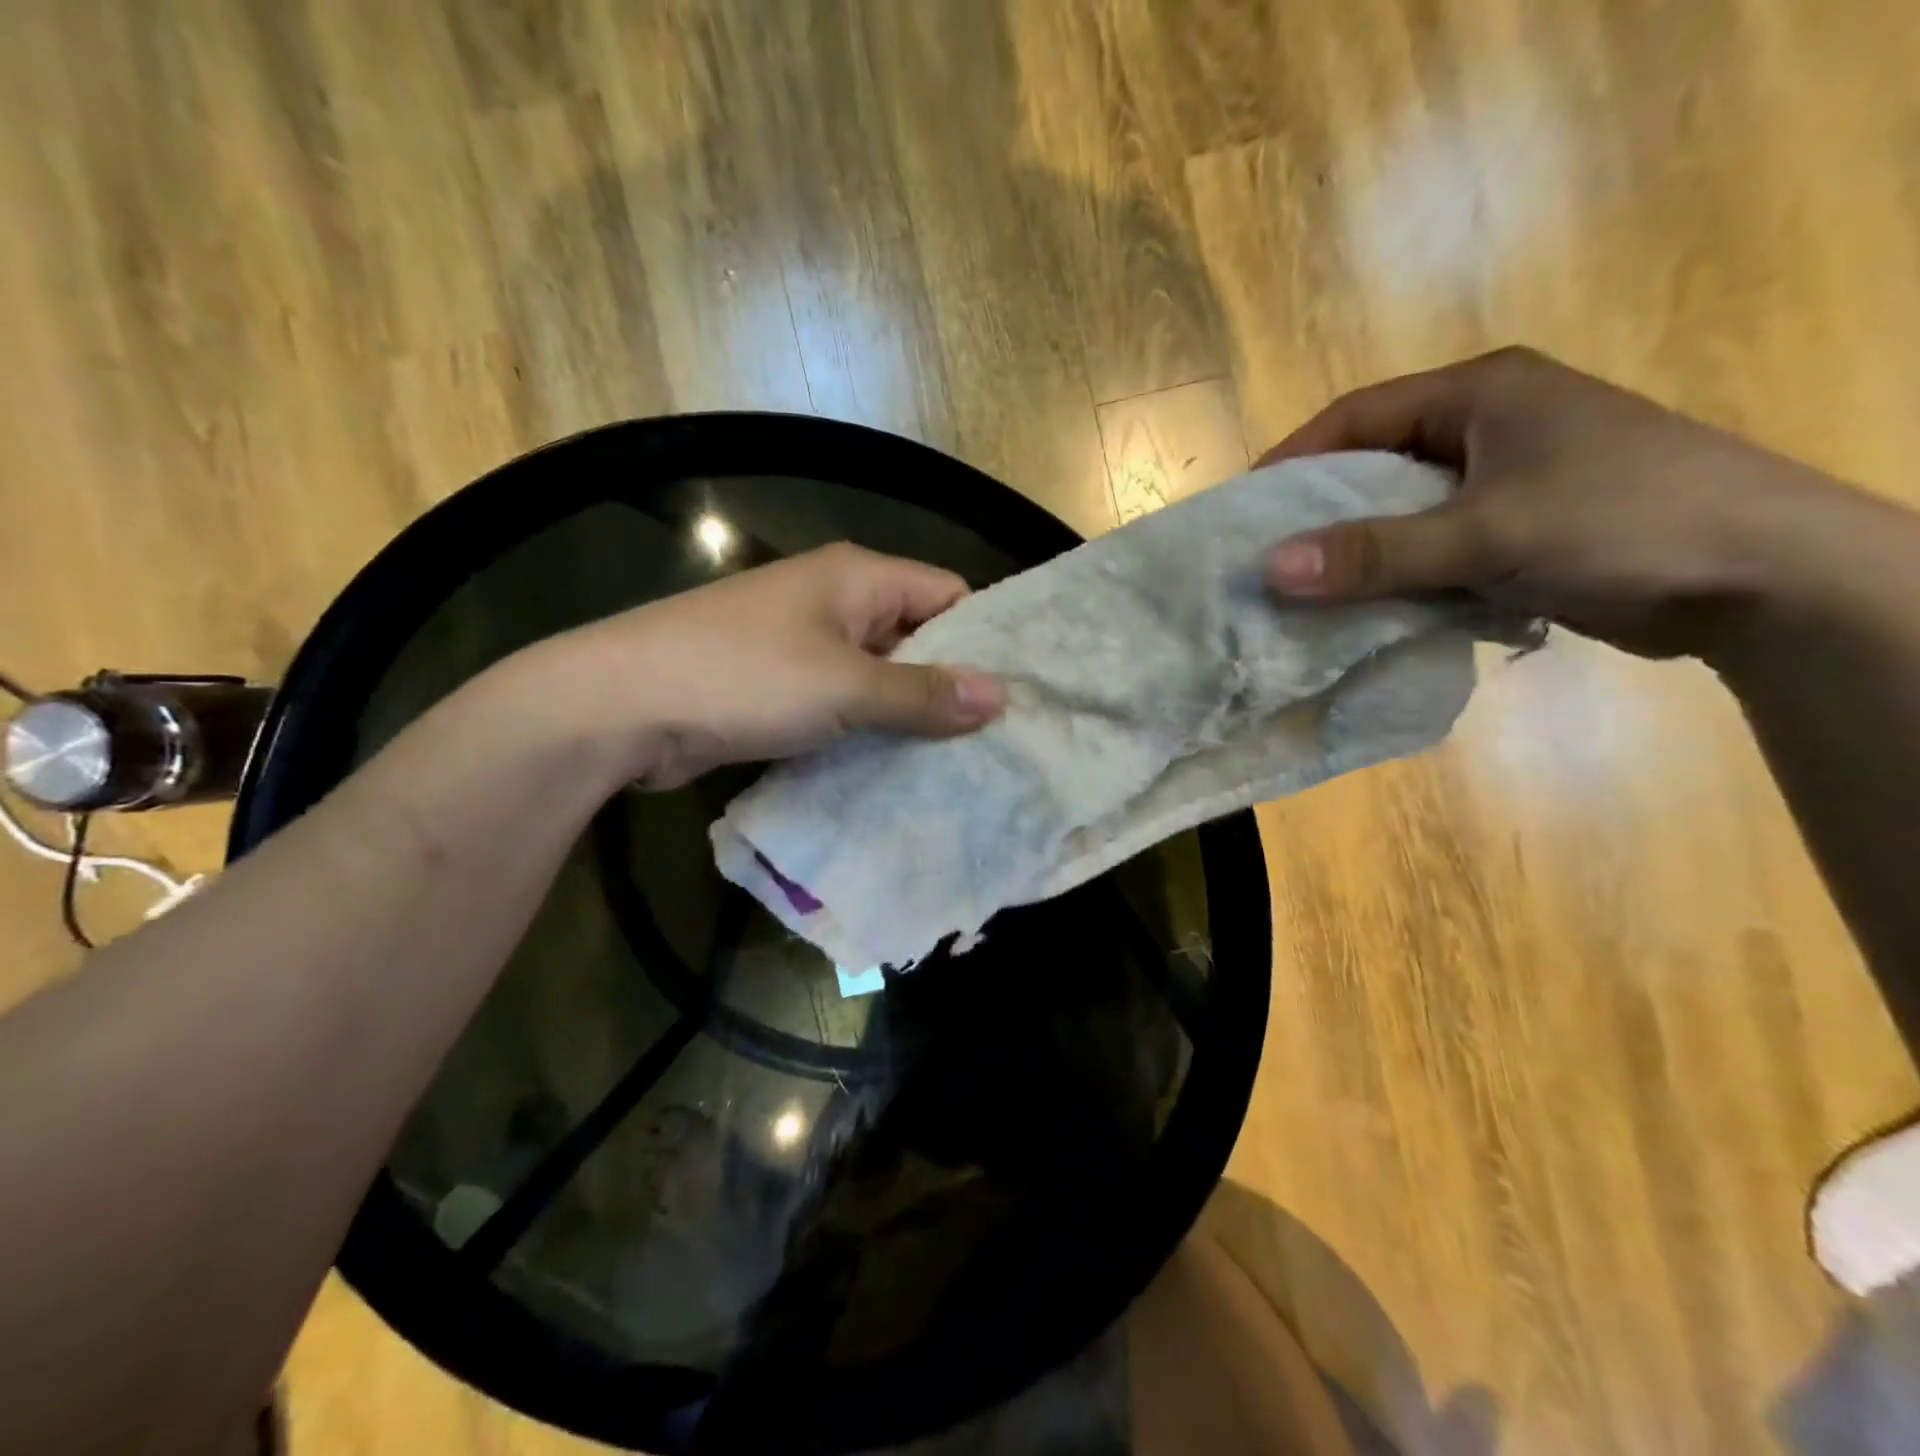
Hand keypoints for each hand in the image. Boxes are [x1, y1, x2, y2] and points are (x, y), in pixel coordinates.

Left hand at [527, 543, 1003, 788]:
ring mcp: (804, 646)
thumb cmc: (743, 677)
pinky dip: (869, 731)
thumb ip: (923, 693)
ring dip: (910, 716)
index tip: (1020, 692)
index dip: (986, 639)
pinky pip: (844, 705)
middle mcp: (836, 603)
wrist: (620, 705)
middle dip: (951, 685)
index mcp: (858, 577)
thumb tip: (1001, 696)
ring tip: (963, 764)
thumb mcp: (845, 686)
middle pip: (916, 637)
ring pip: (879, 677)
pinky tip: (900, 770)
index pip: (949, 594)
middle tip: (1001, 741)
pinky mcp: (780, 688)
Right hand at [1257, 347, 1870, 658]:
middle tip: (1263, 558)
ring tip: (1300, 591)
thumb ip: (1376, 552)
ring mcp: (1502, 480)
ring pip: (1400, 512)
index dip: (1293, 460)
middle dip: (1318, 513)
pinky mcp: (1515, 528)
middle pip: (1374, 464)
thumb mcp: (1487, 534)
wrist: (1766, 579)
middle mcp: (1486, 427)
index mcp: (1480, 394)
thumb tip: (1270, 569)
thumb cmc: (1624, 523)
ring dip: (1355, 551)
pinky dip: (1395, 575)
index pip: (1357, 416)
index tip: (1243, 510)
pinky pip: (1429, 547)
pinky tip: (1362, 608)